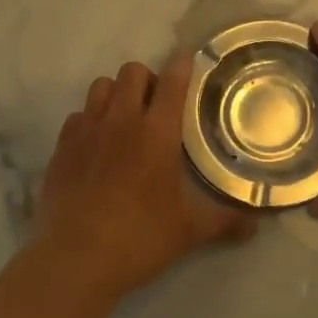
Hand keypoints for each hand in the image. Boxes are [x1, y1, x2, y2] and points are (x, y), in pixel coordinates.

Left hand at [33, 51, 256, 299]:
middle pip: (132, 72)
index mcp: (157, 133)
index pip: (173, 81)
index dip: (182, 63)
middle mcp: (121, 121)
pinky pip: (77, 115)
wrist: (74, 260)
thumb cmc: (139, 239)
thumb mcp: (189, 231)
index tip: (187, 58)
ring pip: (101, 86)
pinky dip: (90, 119)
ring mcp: (86, 131)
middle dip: (148, 78)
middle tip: (157, 105)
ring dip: (117, 93)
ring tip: (125, 119)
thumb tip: (256, 226)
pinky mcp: (61, 148)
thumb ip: (225, 222)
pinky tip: (97, 145)